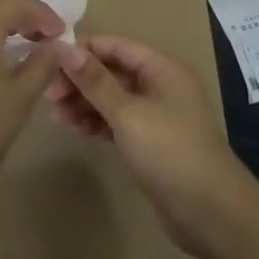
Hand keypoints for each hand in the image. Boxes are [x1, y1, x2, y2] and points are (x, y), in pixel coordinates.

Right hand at [46, 36, 258, 258]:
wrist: (210, 212)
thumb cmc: (170, 151)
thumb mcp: (128, 113)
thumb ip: (95, 81)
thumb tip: (65, 48)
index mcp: (162, 70)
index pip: (116, 46)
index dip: (84, 49)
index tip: (49, 59)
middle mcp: (160, 87)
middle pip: (113, 72)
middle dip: (80, 80)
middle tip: (48, 95)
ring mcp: (156, 116)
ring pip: (113, 99)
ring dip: (84, 103)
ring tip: (56, 116)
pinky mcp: (150, 143)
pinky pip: (118, 123)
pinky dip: (97, 123)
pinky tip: (76, 130)